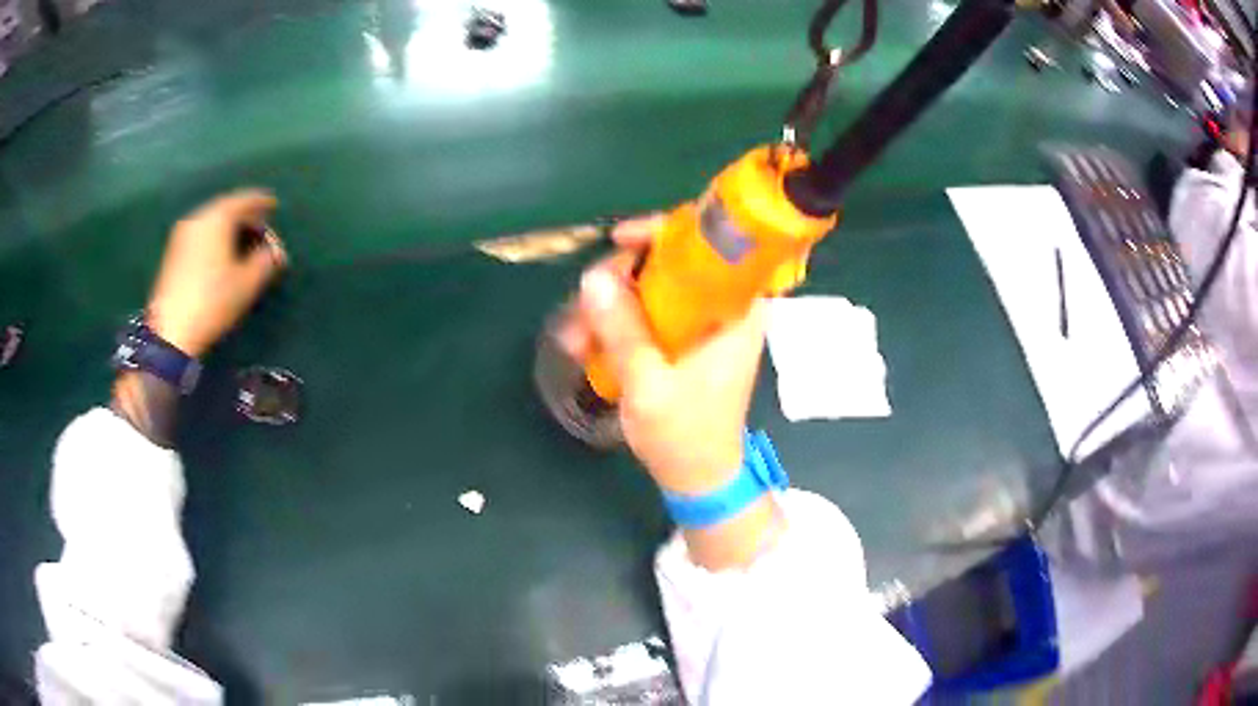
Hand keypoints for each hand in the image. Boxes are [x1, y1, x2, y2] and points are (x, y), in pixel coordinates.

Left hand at [146, 190, 285, 356]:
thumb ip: (266, 260)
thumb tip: (273, 252)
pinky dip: (215, 238)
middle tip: (261, 230)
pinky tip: (222, 255)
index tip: (274, 205)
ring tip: (242, 244)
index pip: (244, 200)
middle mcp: (198, 218)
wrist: (171, 330)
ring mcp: (182, 235)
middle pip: (227, 209)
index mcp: (218, 217)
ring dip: (229, 229)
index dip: (262, 202)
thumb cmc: (213, 301)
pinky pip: (201, 235)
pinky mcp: (173, 253)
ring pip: (212, 222)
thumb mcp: (248, 282)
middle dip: (245, 217)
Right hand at [558, 216, 766, 495]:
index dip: (664, 231)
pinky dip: (618, 322)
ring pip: (654, 286)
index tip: (619, 241)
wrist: (697, 477)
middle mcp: (725, 307)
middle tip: (586, 300)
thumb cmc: (684, 435)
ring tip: (576, 337)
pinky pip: (649, 311)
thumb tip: (593, 277)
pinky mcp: (685, 339)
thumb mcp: (649, 386)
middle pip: (673, 260)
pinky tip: (587, 345)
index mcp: (737, 311)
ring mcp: (704, 323)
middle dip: (622, 276)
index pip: (710, 244)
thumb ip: (622, 331)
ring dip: (612, 304)